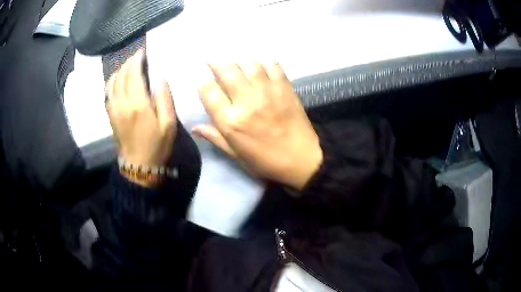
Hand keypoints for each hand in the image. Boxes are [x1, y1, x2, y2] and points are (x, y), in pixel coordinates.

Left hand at [105, 50, 176, 185]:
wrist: (138, 166)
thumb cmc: (156, 145)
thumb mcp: (169, 124)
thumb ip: (164, 98)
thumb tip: (159, 78)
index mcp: (138, 105)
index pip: (134, 74)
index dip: (137, 60)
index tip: (143, 52)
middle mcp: (122, 103)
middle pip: (121, 75)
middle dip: (128, 62)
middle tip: (137, 56)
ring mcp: (114, 109)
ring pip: (112, 82)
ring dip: (120, 70)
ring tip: (128, 65)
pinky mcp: (110, 115)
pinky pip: (108, 92)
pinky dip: (112, 81)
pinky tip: (118, 79)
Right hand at [194, 62, 322, 190]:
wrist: (302, 160)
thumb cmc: (266, 161)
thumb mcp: (237, 155)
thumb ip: (215, 138)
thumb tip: (194, 127)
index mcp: (231, 121)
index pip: (209, 92)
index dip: (201, 81)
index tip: (200, 77)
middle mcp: (247, 102)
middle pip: (227, 71)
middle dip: (216, 62)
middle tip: (212, 60)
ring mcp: (267, 92)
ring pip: (249, 64)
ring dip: (239, 59)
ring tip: (235, 60)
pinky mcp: (285, 88)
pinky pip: (273, 66)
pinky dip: (265, 62)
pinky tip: (261, 65)